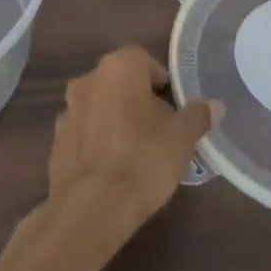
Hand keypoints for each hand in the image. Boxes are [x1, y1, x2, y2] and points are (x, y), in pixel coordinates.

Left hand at [44, 47, 219, 254]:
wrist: (89, 210)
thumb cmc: (142, 161)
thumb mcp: (181, 139)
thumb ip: (198, 116)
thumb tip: (215, 105)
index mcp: (119, 67)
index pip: (146, 60)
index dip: (163, 83)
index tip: (174, 110)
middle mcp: (89, 79)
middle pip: (121, 82)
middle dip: (139, 100)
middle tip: (160, 130)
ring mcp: (68, 110)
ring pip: (101, 106)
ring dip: (116, 119)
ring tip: (136, 151)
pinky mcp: (56, 142)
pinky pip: (84, 132)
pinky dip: (97, 141)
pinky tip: (112, 168)